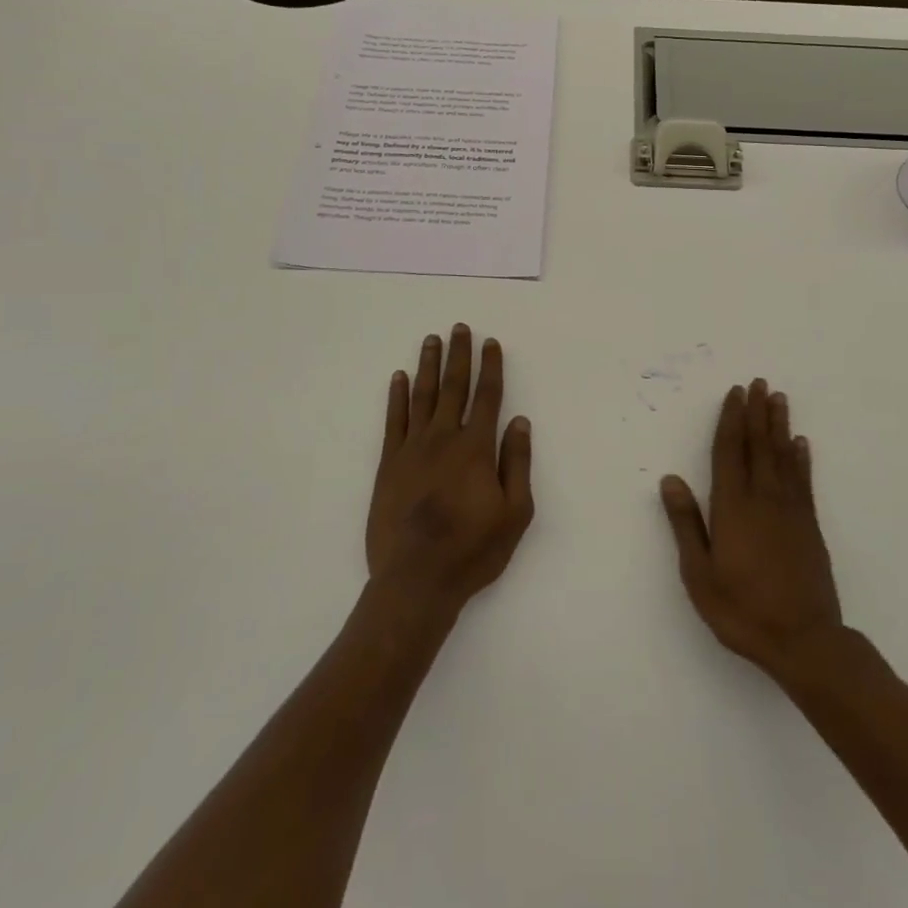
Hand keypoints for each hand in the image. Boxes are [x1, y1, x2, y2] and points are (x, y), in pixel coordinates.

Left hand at [366, 325, 533, 615]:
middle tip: (459, 327)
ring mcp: (412, 449)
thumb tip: (519, 421)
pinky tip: (399, 378)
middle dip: (458, 355)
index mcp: (476, 448)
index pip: (487, 397)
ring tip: (431, 340)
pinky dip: (397, 397)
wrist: (416, 580)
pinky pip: (393, 421)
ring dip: (428, 365)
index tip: (491, 343)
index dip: (491, 367)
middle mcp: (444, 438)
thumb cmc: (472, 550)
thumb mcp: (515, 513)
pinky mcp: (388, 464)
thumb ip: (517, 463)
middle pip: (453, 387)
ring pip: (422, 396)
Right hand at [660, 380, 843, 679]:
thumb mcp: (699, 574)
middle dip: (756, 412)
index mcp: (732, 506)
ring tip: (779, 399)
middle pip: (758, 445)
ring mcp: (790, 510)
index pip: (730, 451)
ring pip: (783, 456)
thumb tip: (671, 479)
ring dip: (779, 425)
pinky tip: (802, 443)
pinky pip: (804, 481)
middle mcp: (763, 498)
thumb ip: (686, 523)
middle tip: (758, 383)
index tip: (735, 393)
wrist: (803, 641)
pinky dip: (802, 458)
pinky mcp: (810, 525)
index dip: (731, 420)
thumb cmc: (742, 610)